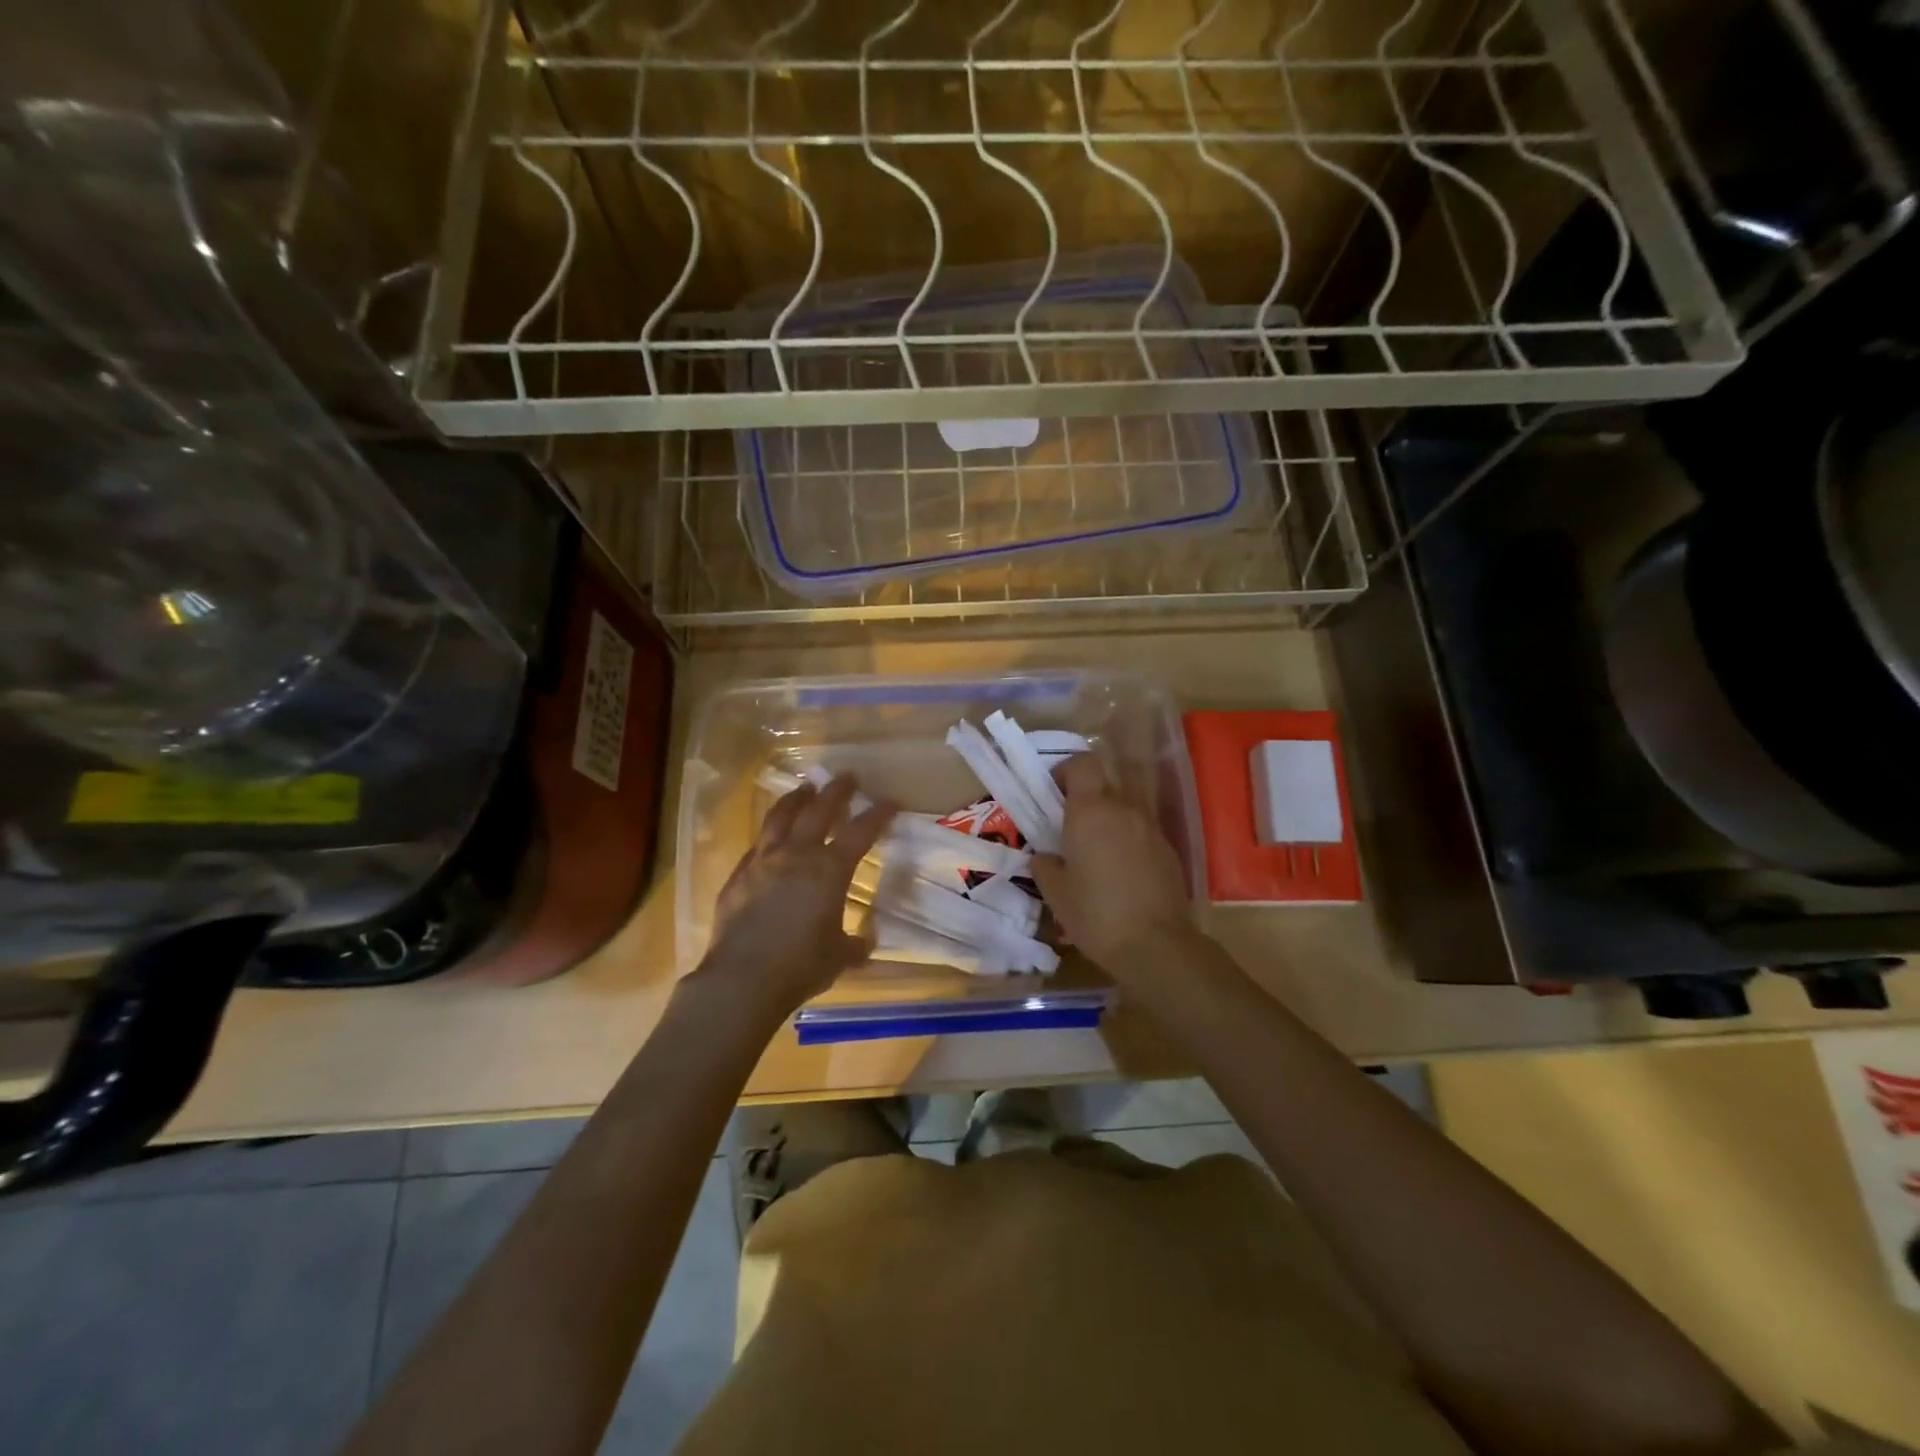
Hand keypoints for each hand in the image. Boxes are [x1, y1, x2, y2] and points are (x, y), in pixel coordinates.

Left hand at [697, 774, 895, 1018]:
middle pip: (818, 811)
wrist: (742, 979)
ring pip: (780, 818)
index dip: (877, 814)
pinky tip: (770, 838)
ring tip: (805, 789)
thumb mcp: (840, 957)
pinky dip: (769, 835)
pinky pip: (757, 846)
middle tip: (846, 777)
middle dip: (836, 791)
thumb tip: (864, 942)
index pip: (860, 832)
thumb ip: (855, 944)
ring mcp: (763, 862)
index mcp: (829, 870)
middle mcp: (797, 855)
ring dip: (796, 799)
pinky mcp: (738, 876)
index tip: (890, 802)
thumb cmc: (801, 966)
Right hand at [1031, 754, 1195, 981]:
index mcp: (1090, 811)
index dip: (1066, 770)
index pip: (1082, 763)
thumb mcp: (1055, 893)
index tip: (1053, 793)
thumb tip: (1044, 855)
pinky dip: (1127, 841)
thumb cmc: (1095, 914)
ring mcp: (1150, 828)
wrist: (1156, 945)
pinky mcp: (1168, 849)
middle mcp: (1123, 809)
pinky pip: (1141, 832)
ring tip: (1095, 854)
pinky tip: (1120, 873)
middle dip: (1085, 799)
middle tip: (1070, 828)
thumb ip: (1044, 865)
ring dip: (1107, 821)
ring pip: (1123, 809)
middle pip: (1103, 785)